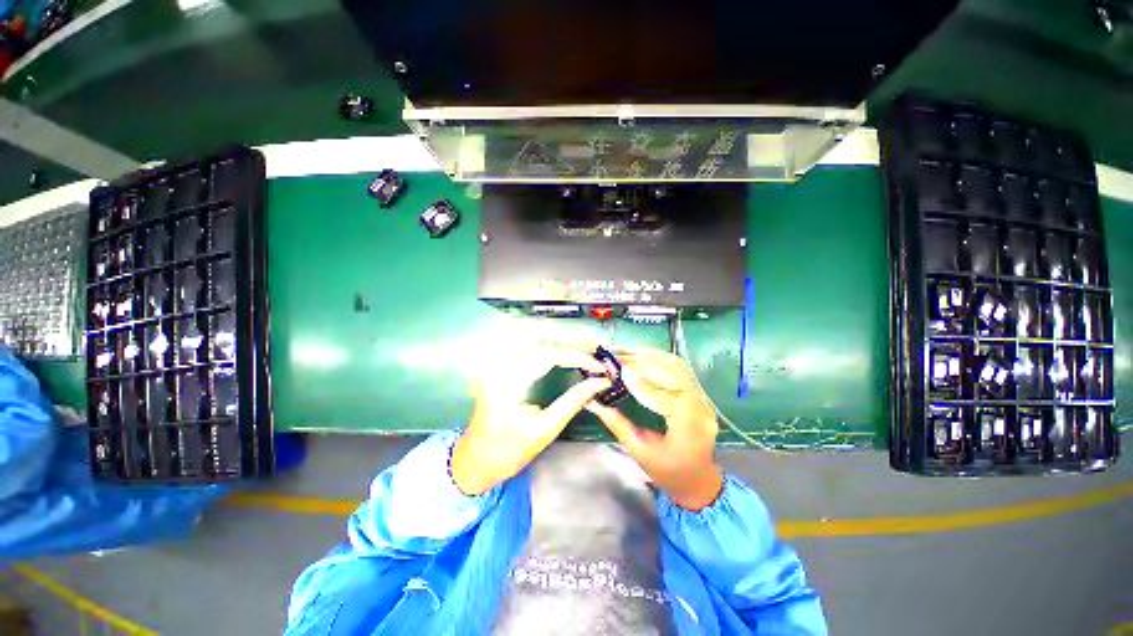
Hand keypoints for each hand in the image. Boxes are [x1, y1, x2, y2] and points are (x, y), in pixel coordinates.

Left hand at [451, 341, 610, 494]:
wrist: (476, 460)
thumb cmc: (509, 451)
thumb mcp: (545, 430)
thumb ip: (574, 401)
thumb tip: (601, 383)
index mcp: (507, 383)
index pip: (547, 355)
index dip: (577, 357)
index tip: (599, 367)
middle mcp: (498, 365)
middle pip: (535, 333)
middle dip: (568, 335)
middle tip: (593, 343)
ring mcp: (495, 362)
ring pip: (528, 331)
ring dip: (557, 333)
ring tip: (582, 340)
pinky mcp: (498, 363)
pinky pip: (523, 340)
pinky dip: (545, 337)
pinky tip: (561, 342)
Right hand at [587, 349, 723, 510]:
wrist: (698, 479)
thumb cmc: (668, 472)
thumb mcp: (639, 451)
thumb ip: (617, 424)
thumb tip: (593, 402)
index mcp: (689, 429)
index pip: (664, 398)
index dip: (641, 383)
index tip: (619, 371)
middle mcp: (701, 408)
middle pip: (674, 374)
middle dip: (644, 363)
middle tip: (617, 358)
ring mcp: (703, 398)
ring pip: (678, 366)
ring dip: (651, 357)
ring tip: (626, 354)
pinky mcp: (699, 393)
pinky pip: (679, 369)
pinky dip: (658, 360)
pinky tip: (640, 358)